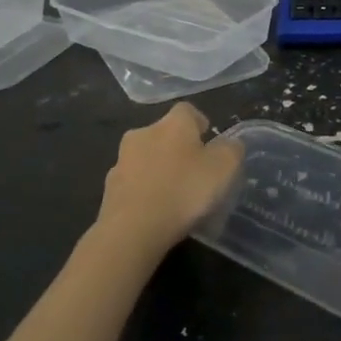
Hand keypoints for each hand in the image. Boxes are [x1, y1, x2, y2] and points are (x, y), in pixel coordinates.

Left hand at [92, 103, 243, 266]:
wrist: (132, 229)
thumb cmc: (184, 190)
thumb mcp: (224, 168)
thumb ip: (231, 150)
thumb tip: (229, 144)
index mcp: (173, 123)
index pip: (187, 110)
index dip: (200, 124)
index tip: (210, 143)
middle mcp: (143, 133)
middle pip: (164, 134)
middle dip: (178, 148)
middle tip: (195, 171)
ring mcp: (122, 160)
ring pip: (146, 158)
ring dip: (159, 169)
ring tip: (174, 195)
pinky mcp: (109, 188)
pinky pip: (133, 183)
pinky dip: (145, 191)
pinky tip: (156, 211)